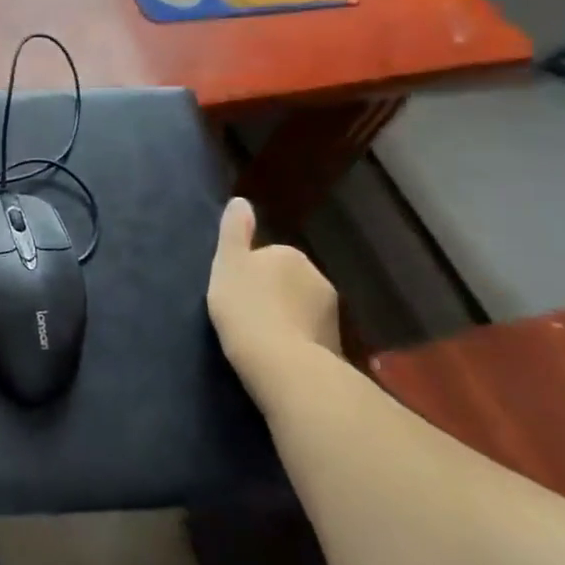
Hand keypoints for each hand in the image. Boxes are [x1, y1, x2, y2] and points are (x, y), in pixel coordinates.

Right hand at [207, 198, 340, 380]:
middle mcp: (317, 277)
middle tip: (246, 314)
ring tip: (262, 338)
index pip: (267, 256)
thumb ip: (234, 231)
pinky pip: (310, 335)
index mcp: (289, 254)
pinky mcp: (337, 344)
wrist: (282, 363)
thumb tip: (241, 201)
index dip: (249, 273)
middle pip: (287, 281)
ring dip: (287, 317)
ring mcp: (332, 313)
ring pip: (301, 308)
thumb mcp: (228, 263)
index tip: (235, 292)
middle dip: (272, 294)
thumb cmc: (246, 306)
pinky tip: (279, 355)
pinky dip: (297, 340)